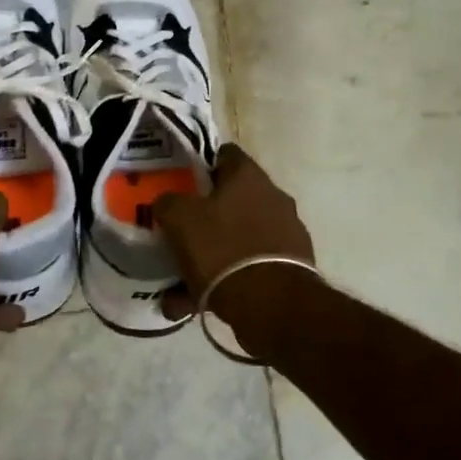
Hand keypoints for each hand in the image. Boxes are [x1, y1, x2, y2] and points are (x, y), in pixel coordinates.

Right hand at [153, 144, 316, 355]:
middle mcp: (274, 198)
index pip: (224, 155)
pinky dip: (225, 282)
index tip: (180, 185)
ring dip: (211, 257)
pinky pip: (248, 268)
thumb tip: (168, 203)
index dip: (200, 166)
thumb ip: (169, 202)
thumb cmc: (222, 248)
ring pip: (237, 240)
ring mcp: (287, 234)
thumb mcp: (179, 218)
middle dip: (204, 218)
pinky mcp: (292, 267)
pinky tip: (197, 304)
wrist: (272, 304)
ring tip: (179, 286)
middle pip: (231, 200)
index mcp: (249, 176)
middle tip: (180, 235)